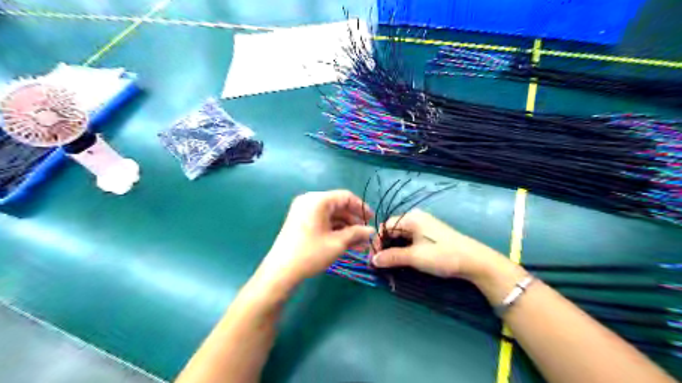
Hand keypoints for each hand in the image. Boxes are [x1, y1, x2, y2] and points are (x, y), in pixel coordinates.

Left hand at [258, 190, 374, 288]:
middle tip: (366, 235)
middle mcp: (309, 201)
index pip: (345, 197)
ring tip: (359, 243)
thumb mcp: (338, 243)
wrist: (281, 271)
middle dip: (353, 221)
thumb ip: (357, 233)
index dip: (361, 208)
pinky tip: (346, 243)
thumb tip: (372, 230)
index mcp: (318, 200)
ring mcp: (303, 211)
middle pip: (338, 206)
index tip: (371, 220)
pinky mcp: (300, 222)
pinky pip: (322, 221)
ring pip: (330, 215)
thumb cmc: (311, 253)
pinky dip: (334, 230)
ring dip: (345, 228)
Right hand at [371, 209, 508, 280]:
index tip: (374, 259)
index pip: (385, 227)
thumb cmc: (442, 255)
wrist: (474, 261)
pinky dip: (404, 248)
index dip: (377, 242)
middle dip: (385, 246)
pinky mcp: (430, 234)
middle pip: (393, 230)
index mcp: (410, 218)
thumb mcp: (414, 257)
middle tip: (381, 264)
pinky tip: (404, 259)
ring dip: (394, 249)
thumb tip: (373, 260)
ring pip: (401, 235)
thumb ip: (392, 257)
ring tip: (391, 264)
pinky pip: (411, 239)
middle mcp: (416, 218)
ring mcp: (424, 225)